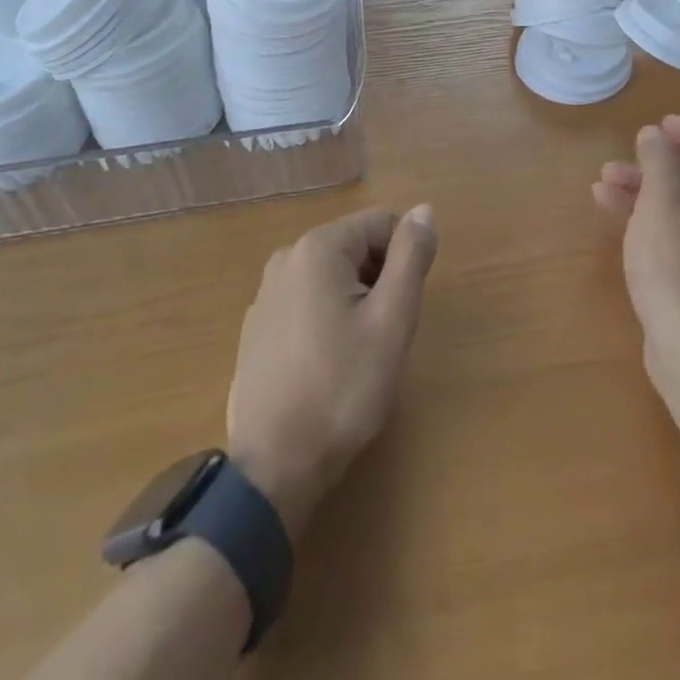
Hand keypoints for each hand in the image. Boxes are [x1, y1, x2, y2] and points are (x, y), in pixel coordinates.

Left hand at [226, 206, 437, 537]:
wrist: (274, 468)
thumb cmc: (342, 388)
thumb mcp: (392, 320)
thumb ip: (411, 257)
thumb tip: (424, 210)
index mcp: (318, 248)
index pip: (381, 224)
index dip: (403, 261)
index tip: (400, 309)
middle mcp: (285, 258)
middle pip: (355, 248)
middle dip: (378, 281)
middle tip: (383, 335)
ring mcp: (265, 294)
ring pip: (331, 278)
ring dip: (354, 302)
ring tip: (356, 354)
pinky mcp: (256, 329)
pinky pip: (306, 303)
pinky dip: (325, 321)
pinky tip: (325, 367)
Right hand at [593, 116, 679, 364]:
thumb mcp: (662, 202)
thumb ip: (658, 160)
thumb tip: (654, 133)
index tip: (660, 124)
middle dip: (659, 165)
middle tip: (628, 154)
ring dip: (646, 191)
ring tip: (603, 181)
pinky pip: (678, 235)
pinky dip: (649, 219)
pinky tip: (611, 211)